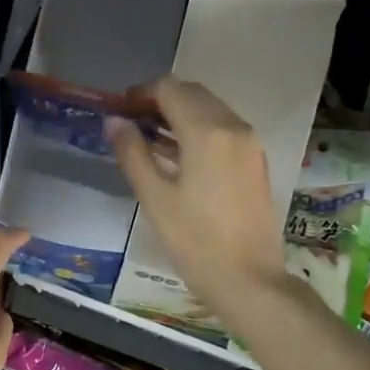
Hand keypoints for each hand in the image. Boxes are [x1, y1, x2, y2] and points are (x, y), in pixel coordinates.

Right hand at [106, 77, 287, 317]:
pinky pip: (224, 129)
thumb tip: (114, 122)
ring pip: (211, 109)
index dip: (141, 93)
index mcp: (207, 132)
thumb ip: (133, 154)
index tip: (120, 110)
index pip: (170, 89)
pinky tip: (179, 156)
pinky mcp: (256, 161)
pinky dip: (200, 130)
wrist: (249, 280)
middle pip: (193, 94)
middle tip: (132, 123)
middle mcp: (233, 127)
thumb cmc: (195, 242)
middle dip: (161, 100)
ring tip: (151, 140)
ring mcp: (250, 144)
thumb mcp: (155, 199)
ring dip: (180, 114)